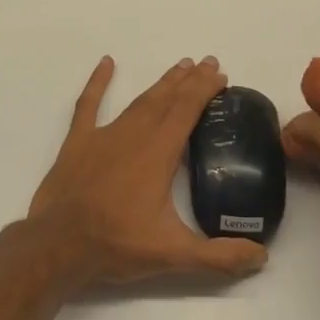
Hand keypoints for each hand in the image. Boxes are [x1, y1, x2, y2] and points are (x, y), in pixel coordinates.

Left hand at [27, 56, 268, 289]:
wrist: (57, 246)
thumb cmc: (116, 245)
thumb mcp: (173, 254)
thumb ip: (219, 256)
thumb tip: (261, 256)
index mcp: (159, 153)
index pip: (188, 110)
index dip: (205, 89)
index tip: (221, 75)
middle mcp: (135, 135)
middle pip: (167, 99)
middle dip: (189, 80)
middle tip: (207, 63)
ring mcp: (104, 135)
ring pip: (139, 100)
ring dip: (161, 83)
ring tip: (179, 67)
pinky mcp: (78, 142)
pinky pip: (88, 105)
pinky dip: (98, 83)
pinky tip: (106, 63)